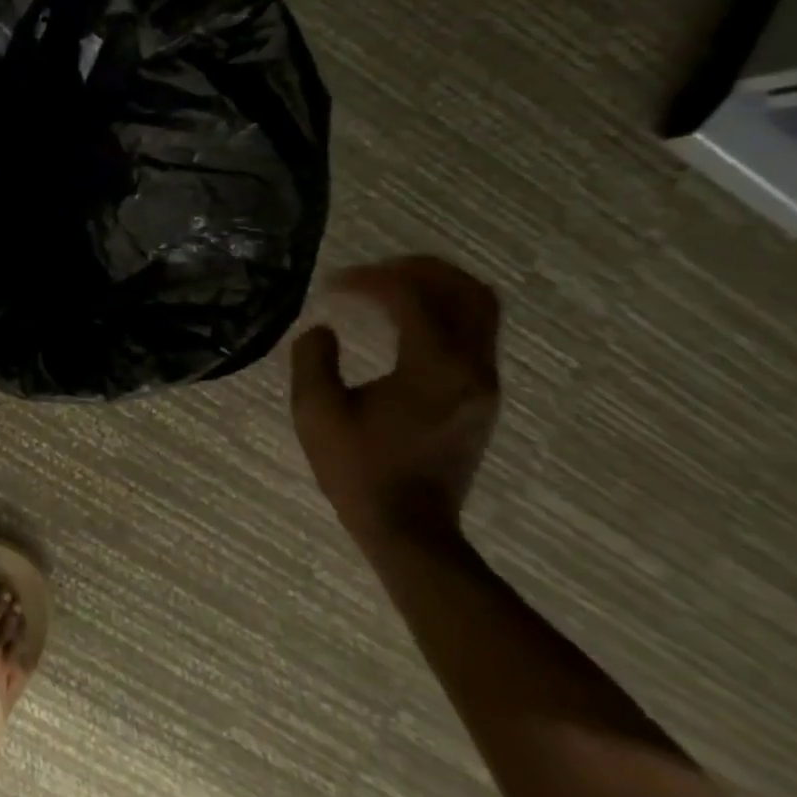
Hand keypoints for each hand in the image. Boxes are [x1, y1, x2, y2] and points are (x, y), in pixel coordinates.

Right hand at [289, 256, 501, 548]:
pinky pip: (475, 332)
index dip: (370, 280)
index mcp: (433, 368)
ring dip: (437, 287)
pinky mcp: (482, 396)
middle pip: (465, 290)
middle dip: (417, 269)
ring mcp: (484, 382)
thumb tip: (323, 329)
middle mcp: (472, 368)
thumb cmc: (359, 470)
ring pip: (480, 309)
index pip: (411, 298)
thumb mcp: (316, 412)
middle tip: (372, 272)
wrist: (409, 527)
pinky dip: (444, 311)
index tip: (332, 284)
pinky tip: (405, 321)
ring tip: (390, 287)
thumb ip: (313, 359)